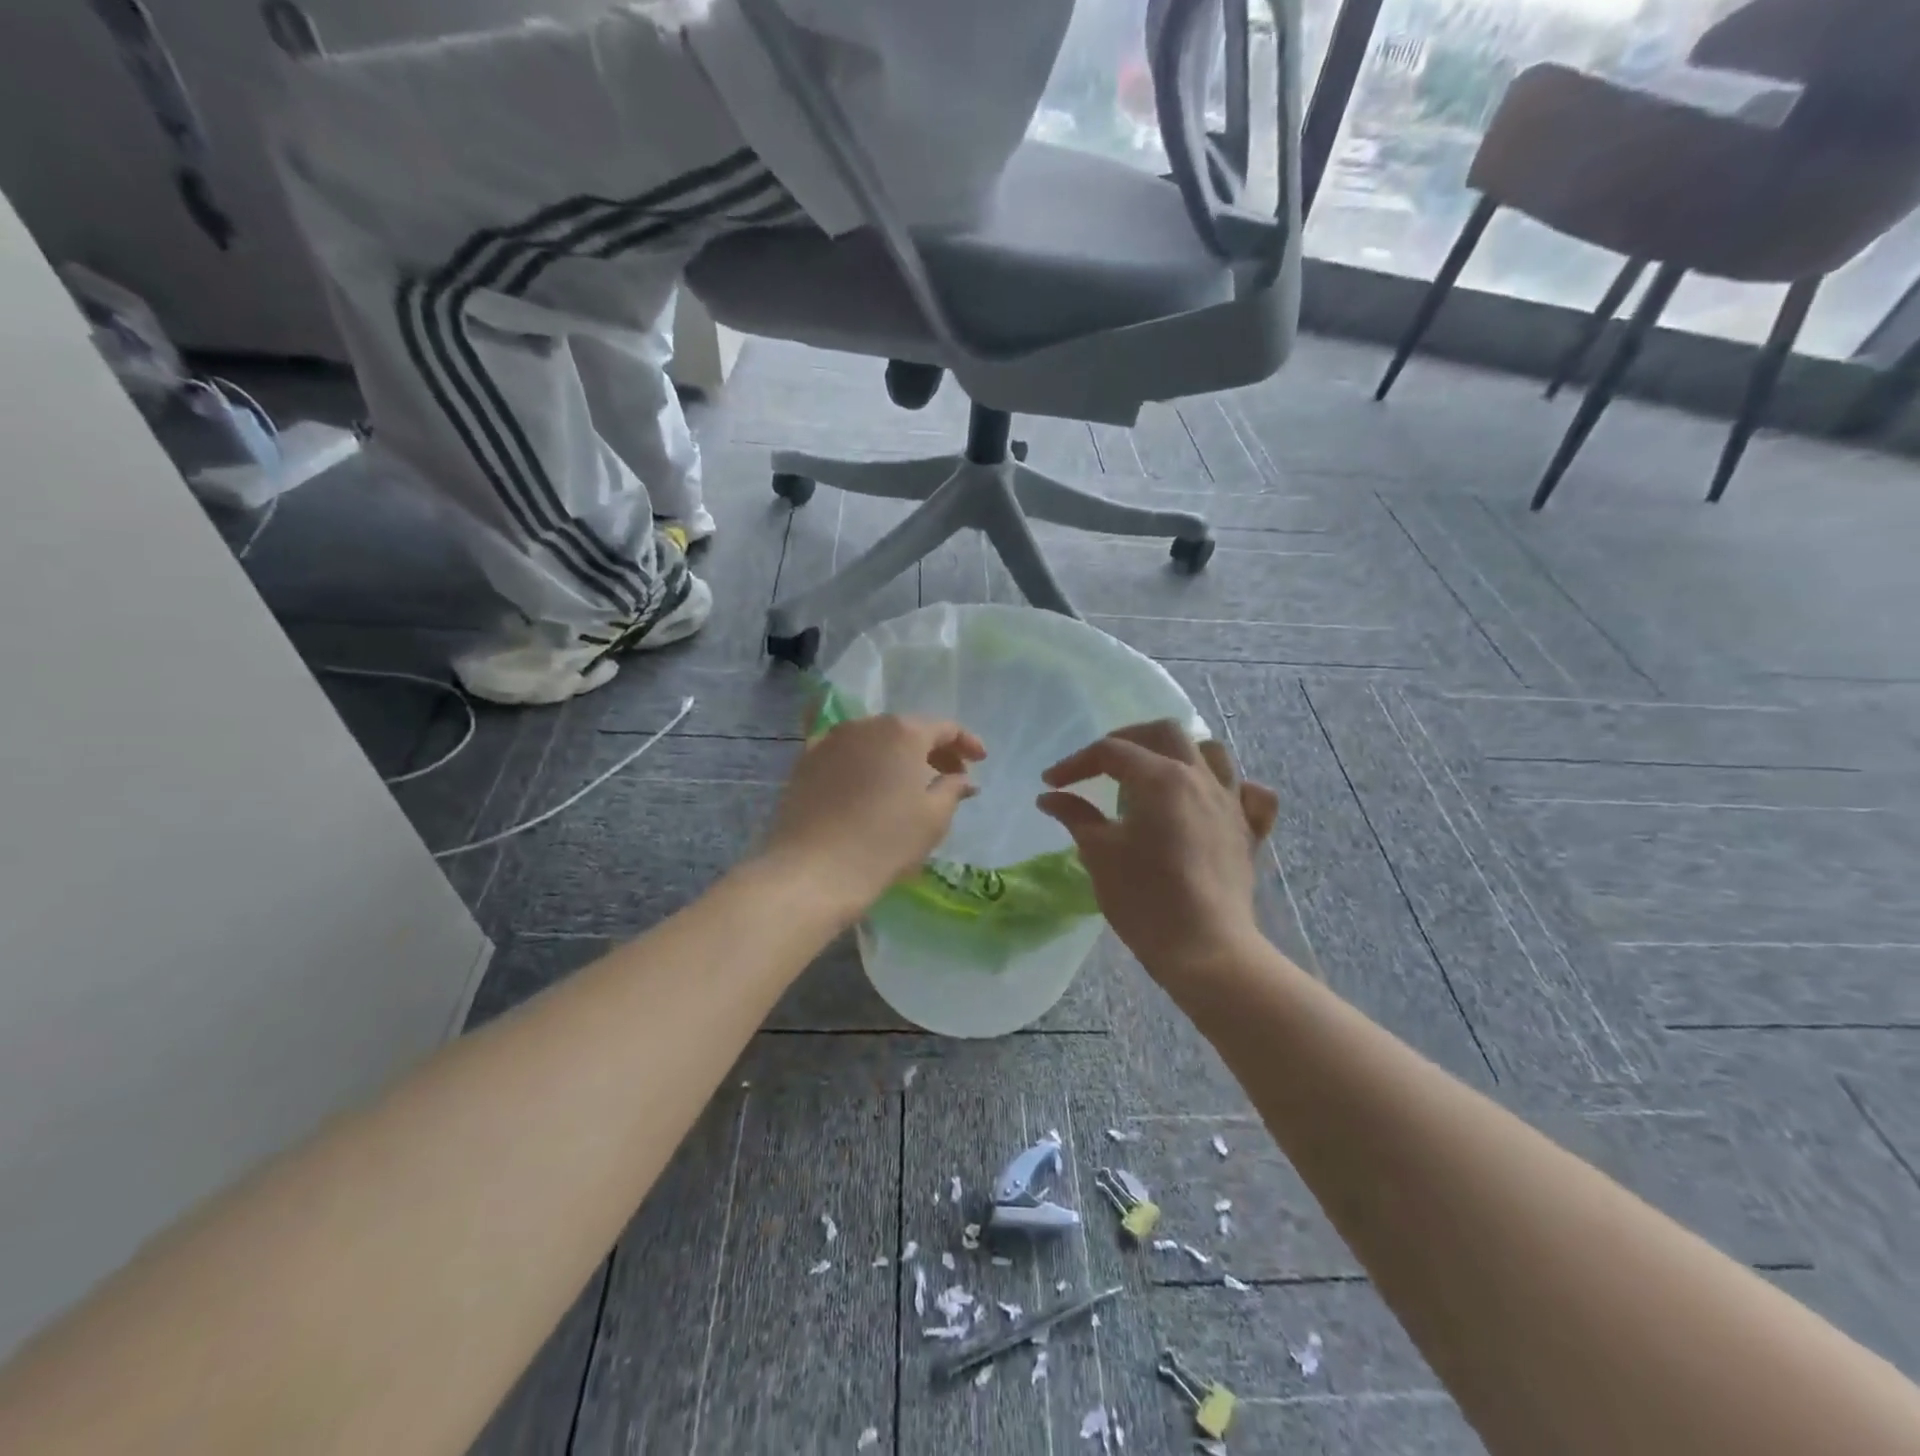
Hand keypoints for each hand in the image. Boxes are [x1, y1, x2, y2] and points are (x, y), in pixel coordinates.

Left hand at [761, 714, 985, 914]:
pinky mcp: (806, 760)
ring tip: (909, 782)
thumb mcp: (933, 818)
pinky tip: (867, 781)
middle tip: (949, 775)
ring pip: (874, 739)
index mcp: (903, 732)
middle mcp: (866, 725)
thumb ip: (953, 789)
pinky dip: (863, 761)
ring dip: (896, 755)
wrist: (814, 869)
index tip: (980, 761)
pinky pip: (844, 752)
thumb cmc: (885, 842)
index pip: (944, 728)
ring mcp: (831, 740)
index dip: (966, 743)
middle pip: (908, 730)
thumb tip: (962, 778)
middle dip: (932, 749)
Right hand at [1036, 721, 1278, 982]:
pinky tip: (1214, 800)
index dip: (1076, 763)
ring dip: (1180, 753)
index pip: (1111, 752)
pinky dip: (1233, 788)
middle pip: (1165, 733)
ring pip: (1212, 753)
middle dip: (1127, 740)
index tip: (1051, 783)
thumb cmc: (1144, 898)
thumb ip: (1075, 816)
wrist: (1205, 949)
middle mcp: (1200, 778)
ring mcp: (1231, 803)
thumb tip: (1050, 796)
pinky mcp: (1249, 832)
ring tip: (1155, 774)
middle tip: (1100, 765)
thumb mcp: (1099, 853)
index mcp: (1160, 778)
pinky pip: (1251, 795)